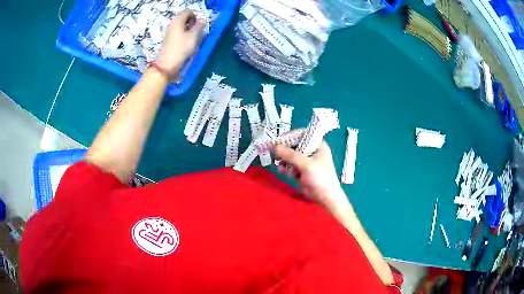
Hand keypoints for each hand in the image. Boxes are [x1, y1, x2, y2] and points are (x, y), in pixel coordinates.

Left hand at [156, 10, 204, 73]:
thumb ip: (199, 27)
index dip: (195, 15)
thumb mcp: (193, 37)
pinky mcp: (168, 40)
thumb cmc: (181, 49)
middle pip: (183, 18)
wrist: (167, 64)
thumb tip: (203, 20)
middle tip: (198, 29)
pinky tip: (187, 41)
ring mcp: (169, 32)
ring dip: (188, 28)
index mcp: (178, 21)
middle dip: (192, 21)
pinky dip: (183, 33)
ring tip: (194, 36)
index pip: (187, 11)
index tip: (200, 23)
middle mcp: (172, 25)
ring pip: (180, 25)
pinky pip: (177, 32)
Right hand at [274, 142, 349, 210]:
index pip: (301, 134)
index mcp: (317, 144)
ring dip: (283, 159)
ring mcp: (305, 161)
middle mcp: (311, 150)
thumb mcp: (306, 164)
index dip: (289, 136)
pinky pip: (289, 165)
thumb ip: (290, 155)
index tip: (278, 141)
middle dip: (284, 149)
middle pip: (294, 144)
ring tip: (280, 165)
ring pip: (290, 155)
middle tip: (274, 153)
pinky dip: (285, 167)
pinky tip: (282, 171)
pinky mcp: (300, 170)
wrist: (325, 197)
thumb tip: (273, 146)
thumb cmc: (320, 177)